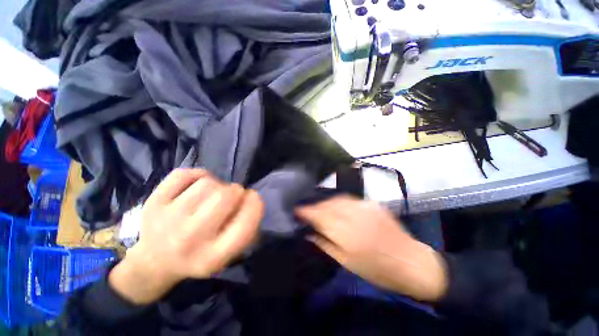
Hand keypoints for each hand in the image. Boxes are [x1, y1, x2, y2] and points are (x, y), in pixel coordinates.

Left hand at [110, 169, 263, 304]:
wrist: (155, 261)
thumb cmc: (199, 255)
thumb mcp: (228, 254)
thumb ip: (247, 230)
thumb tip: (252, 199)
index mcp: (212, 258)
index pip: (245, 225)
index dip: (256, 205)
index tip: (253, 197)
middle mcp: (189, 239)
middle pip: (226, 196)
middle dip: (236, 191)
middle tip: (232, 196)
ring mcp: (167, 219)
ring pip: (207, 183)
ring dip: (217, 185)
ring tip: (212, 195)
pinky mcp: (152, 202)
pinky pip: (184, 174)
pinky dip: (198, 175)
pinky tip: (197, 186)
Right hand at [296, 196, 447, 301]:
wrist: (411, 262)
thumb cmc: (377, 270)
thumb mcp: (346, 263)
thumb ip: (325, 244)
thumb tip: (308, 232)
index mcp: (346, 233)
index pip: (319, 216)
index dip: (305, 211)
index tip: (296, 210)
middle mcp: (354, 215)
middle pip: (327, 204)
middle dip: (314, 205)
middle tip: (307, 209)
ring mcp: (365, 206)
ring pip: (337, 198)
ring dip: (326, 202)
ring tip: (319, 207)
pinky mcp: (372, 203)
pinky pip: (349, 199)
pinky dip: (339, 201)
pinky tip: (337, 206)